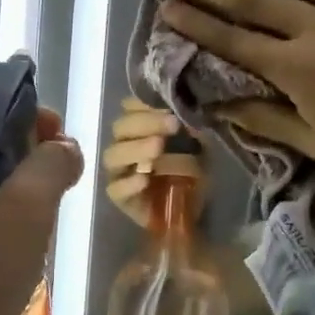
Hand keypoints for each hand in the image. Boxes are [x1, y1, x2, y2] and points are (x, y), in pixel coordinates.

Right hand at [101, 96, 204, 226]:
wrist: (195, 210)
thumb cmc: (194, 172)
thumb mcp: (201, 147)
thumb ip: (194, 130)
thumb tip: (190, 114)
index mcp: (140, 128)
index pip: (129, 107)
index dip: (144, 103)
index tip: (169, 106)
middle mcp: (124, 146)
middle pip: (121, 128)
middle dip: (146, 123)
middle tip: (172, 125)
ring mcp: (119, 172)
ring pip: (113, 156)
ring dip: (135, 149)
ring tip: (158, 147)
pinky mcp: (120, 198)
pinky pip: (115, 189)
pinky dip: (129, 183)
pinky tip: (145, 179)